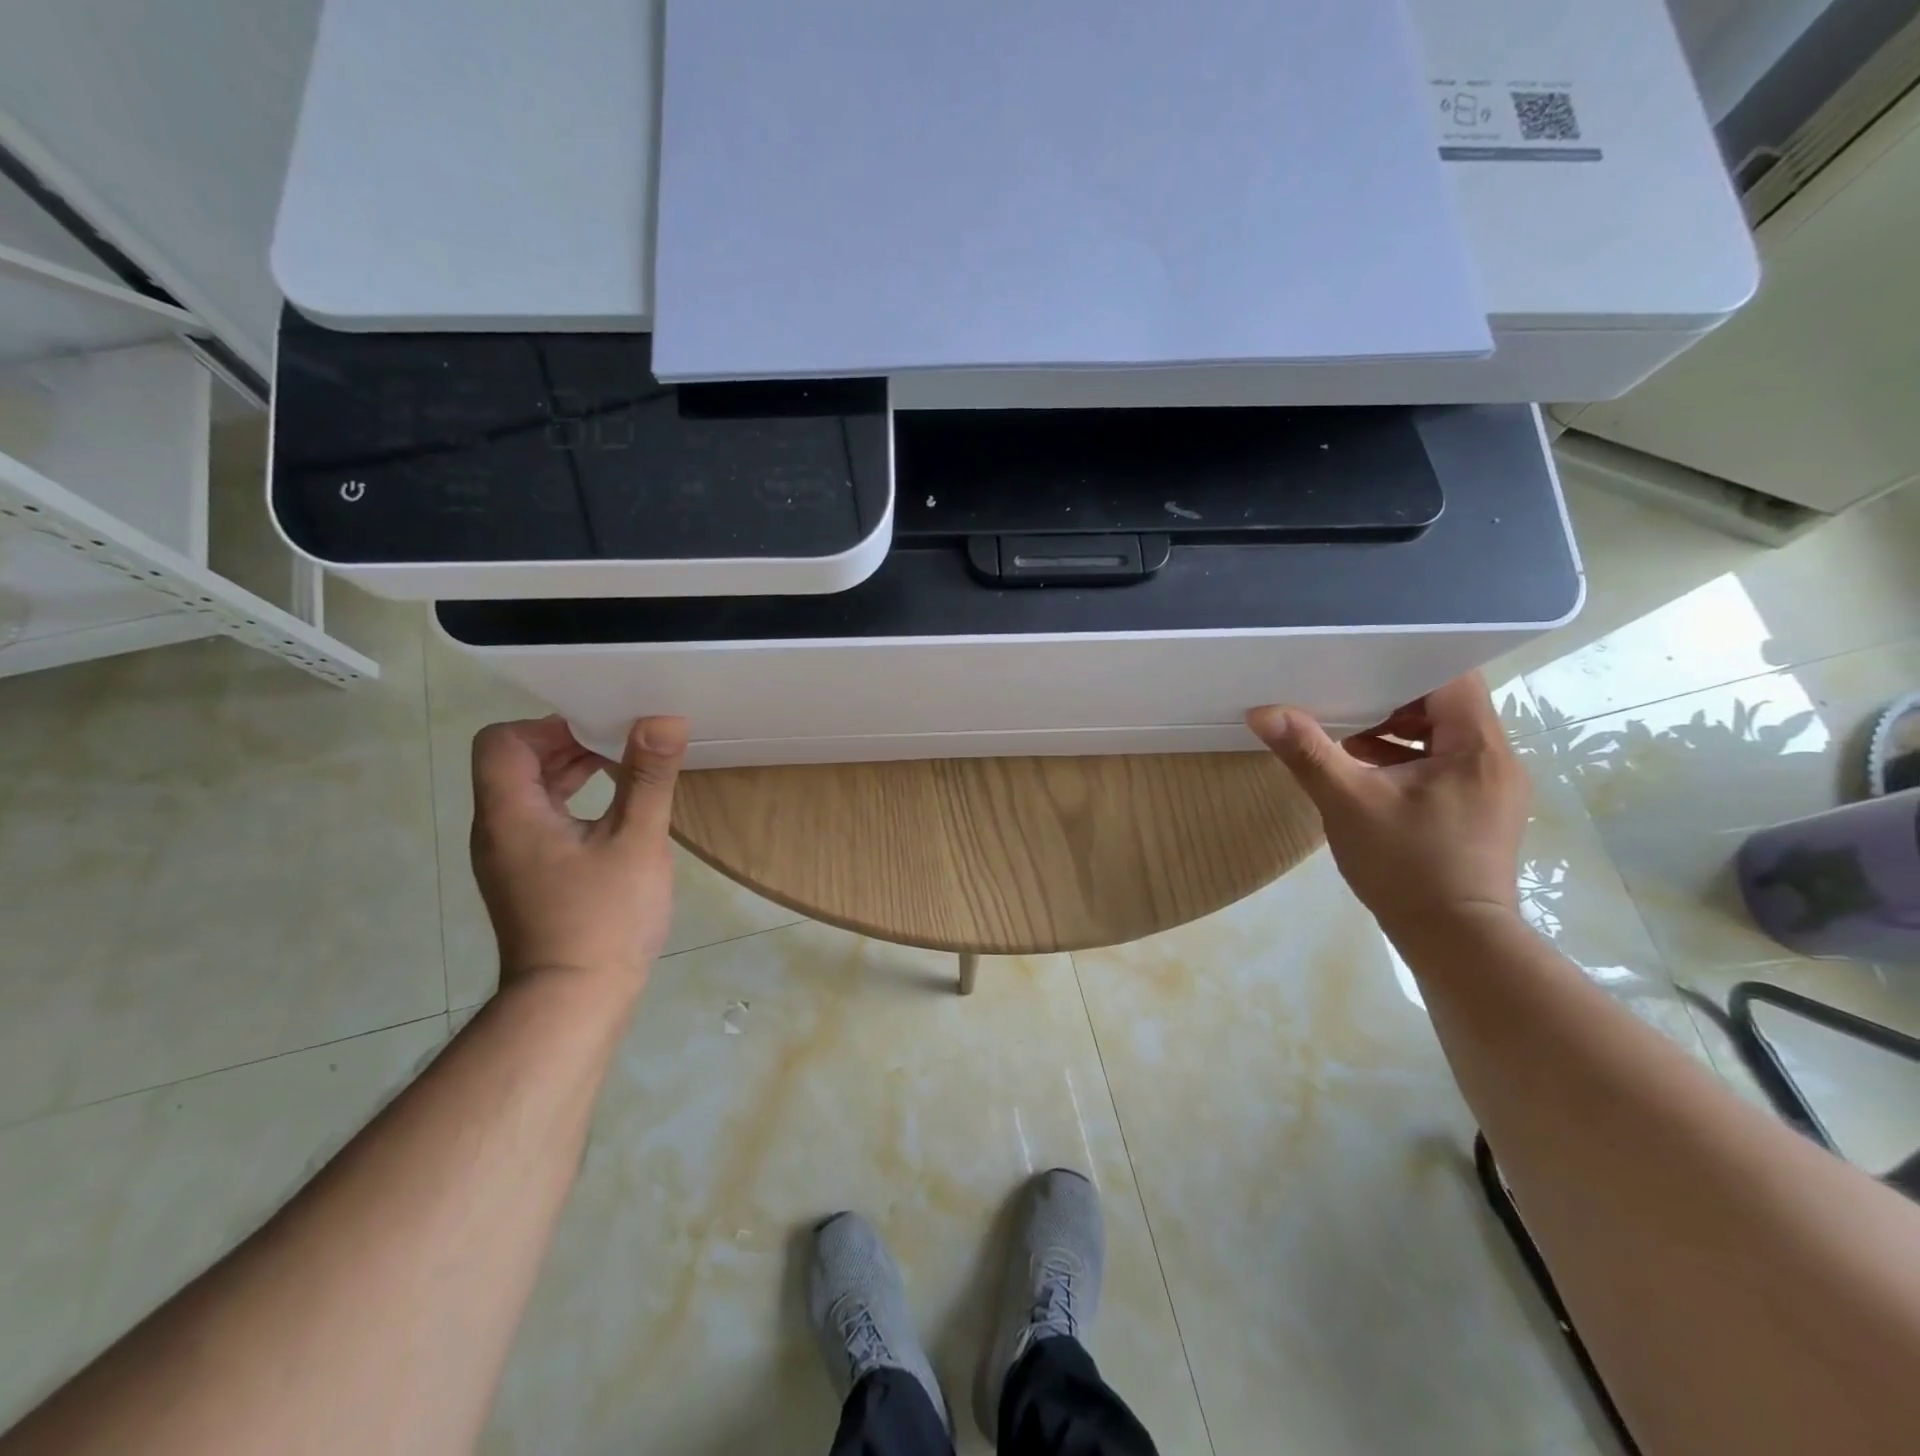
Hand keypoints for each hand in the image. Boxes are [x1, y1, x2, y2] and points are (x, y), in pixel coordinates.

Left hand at [469, 715, 688, 993]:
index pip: (502, 741)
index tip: (601, 729)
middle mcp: (497, 829)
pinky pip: (539, 820)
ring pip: (528, 792)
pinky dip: (570, 802)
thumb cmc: (605, 917)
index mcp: (511, 814)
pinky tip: (614, 814)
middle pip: (514, 763)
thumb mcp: (637, 840)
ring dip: (571, 773)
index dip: (548, 725)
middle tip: (623, 743)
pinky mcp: (525, 876)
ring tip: (625, 770)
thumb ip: (648, 777)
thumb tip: (663, 719)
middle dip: (567, 743)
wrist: (573, 1001)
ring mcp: (508, 856)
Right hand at [1246, 673, 1528, 934]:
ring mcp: (1493, 787)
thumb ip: (1307, 752)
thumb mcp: (1347, 802)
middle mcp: (1497, 759)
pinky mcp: (1482, 810)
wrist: (1456, 941)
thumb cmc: (1407, 866)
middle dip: (1393, 700)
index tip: (1359, 666)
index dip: (1406, 665)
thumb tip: (1262, 711)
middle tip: (1343, 700)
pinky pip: (1445, 763)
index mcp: (1477, 747)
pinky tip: (1367, 773)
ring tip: (1346, 737)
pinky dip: (1408, 759)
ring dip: (1398, 731)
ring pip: (1446, 736)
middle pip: (1448, 704)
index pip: (1452, 678)